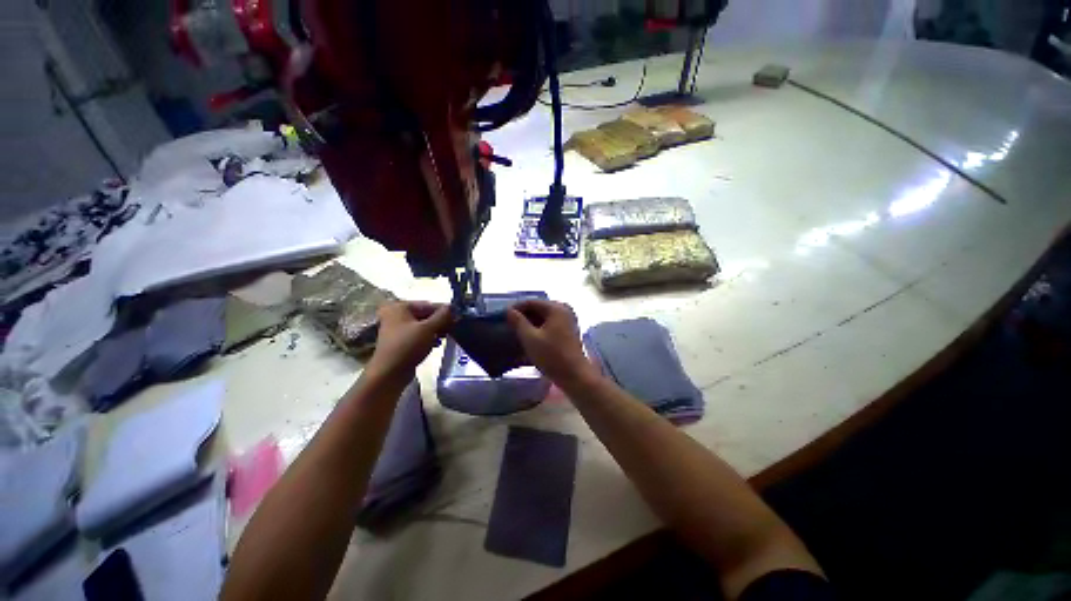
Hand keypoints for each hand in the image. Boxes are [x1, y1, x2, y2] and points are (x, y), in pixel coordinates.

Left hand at [367, 301, 452, 382]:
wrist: (390, 373)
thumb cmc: (408, 346)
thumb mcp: (428, 328)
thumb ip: (442, 316)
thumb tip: (452, 307)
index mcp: (400, 307)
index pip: (428, 305)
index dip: (444, 311)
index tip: (457, 317)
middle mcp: (396, 315)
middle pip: (425, 314)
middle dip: (440, 321)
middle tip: (454, 327)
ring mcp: (397, 329)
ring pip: (422, 325)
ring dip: (436, 329)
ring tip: (447, 335)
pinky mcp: (400, 341)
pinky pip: (418, 334)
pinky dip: (428, 337)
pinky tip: (437, 343)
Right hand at [506, 300, 597, 387]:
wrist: (575, 376)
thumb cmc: (552, 356)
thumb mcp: (530, 338)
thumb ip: (518, 322)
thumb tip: (509, 311)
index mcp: (556, 308)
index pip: (531, 302)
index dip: (516, 308)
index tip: (503, 317)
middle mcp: (564, 310)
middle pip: (539, 308)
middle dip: (523, 316)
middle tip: (509, 325)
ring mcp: (568, 320)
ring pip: (544, 317)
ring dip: (531, 323)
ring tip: (517, 332)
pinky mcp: (569, 331)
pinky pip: (550, 324)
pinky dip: (539, 328)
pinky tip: (530, 337)